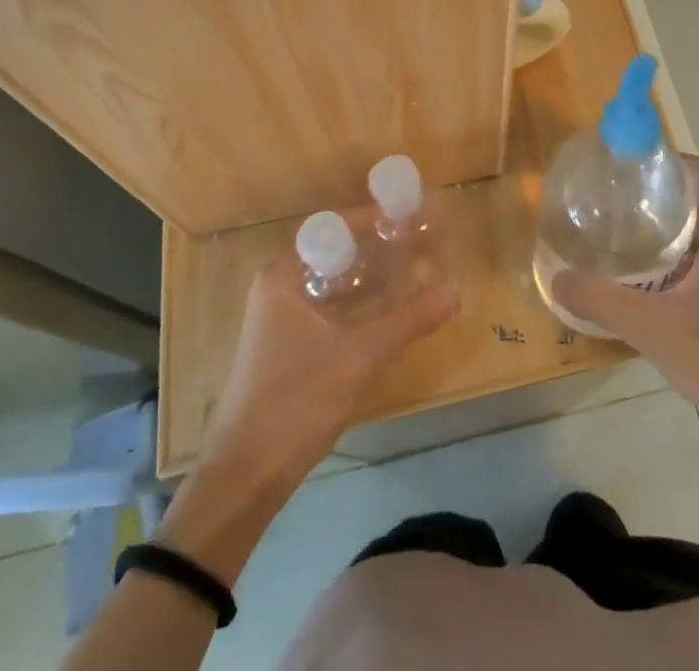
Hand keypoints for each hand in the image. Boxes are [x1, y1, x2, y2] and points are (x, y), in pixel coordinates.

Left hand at [203, 239, 459, 482]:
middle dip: (377, 247)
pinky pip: (330, 308)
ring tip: (413, 270)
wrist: (243, 480)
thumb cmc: (293, 403)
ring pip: (333, 283)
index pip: (331, 226)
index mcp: (282, 276)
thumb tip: (455, 293)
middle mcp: (278, 289)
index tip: (409, 218)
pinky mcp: (288, 348)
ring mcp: (281, 320)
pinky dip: (360, 305)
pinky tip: (390, 313)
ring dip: (371, 277)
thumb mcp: (356, 358)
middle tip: (419, 242)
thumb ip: (407, 321)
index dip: (372, 218)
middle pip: (334, 252)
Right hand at [553, 156, 698, 449]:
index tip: (625, 166)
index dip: (664, 160)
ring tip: (619, 234)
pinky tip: (645, 281)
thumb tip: (558, 279)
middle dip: (654, 193)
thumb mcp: (654, 330)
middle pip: (696, 199)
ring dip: (664, 227)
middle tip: (610, 200)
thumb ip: (603, 302)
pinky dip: (675, 256)